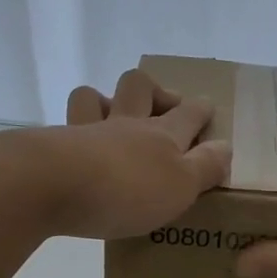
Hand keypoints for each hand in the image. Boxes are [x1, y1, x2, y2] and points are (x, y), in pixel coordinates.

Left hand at [28, 69, 231, 239]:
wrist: (50, 185)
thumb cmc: (126, 190)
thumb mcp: (181, 186)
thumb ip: (205, 167)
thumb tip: (225, 147)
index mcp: (162, 135)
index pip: (189, 114)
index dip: (201, 109)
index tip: (207, 108)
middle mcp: (125, 124)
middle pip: (139, 87)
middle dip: (154, 91)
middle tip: (163, 107)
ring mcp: (85, 131)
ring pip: (94, 97)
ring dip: (106, 101)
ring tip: (112, 119)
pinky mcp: (53, 147)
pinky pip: (65, 127)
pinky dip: (74, 133)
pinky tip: (76, 149)